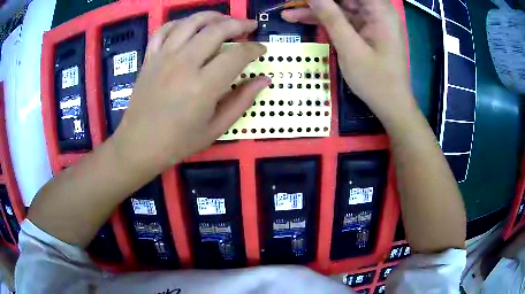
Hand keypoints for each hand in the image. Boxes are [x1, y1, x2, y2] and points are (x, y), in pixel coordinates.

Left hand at [112, 12, 269, 172]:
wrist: (139, 144)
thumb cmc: (178, 142)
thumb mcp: (215, 128)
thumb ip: (242, 101)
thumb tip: (264, 80)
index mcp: (203, 86)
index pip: (237, 55)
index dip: (254, 49)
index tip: (261, 50)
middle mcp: (184, 64)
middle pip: (216, 30)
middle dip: (238, 24)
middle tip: (250, 26)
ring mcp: (163, 58)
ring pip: (191, 23)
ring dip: (212, 16)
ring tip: (224, 19)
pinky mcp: (150, 58)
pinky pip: (164, 30)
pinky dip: (179, 22)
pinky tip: (189, 26)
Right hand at [282, 0, 414, 122]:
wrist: (391, 106)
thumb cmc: (376, 80)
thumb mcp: (350, 48)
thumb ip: (330, 17)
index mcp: (380, 10)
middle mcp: (377, 10)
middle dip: (318, 1)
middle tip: (293, 2)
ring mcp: (370, 20)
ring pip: (339, 6)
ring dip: (315, 9)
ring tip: (288, 12)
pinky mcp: (364, 30)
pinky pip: (341, 19)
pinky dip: (323, 20)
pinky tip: (299, 18)